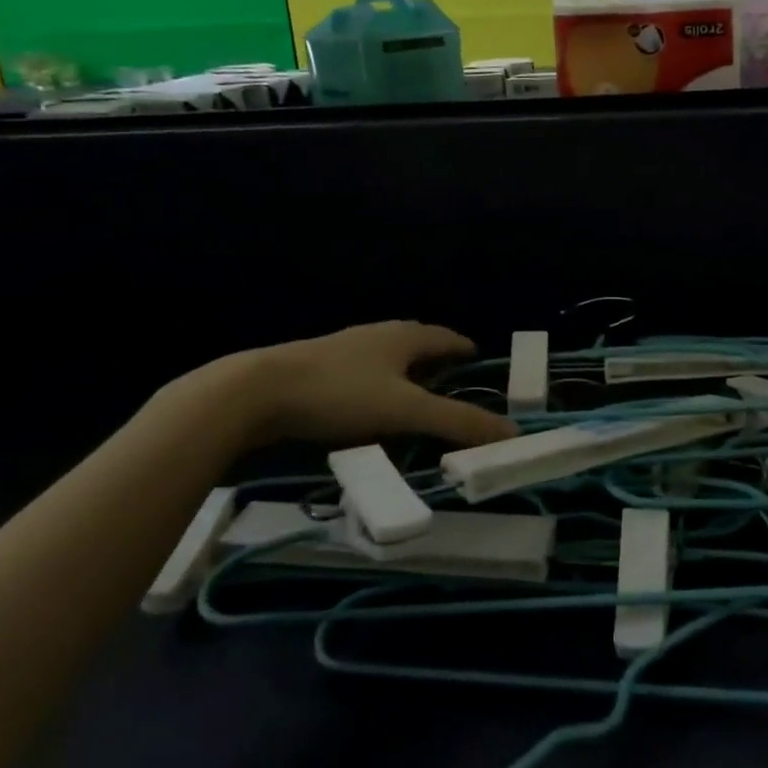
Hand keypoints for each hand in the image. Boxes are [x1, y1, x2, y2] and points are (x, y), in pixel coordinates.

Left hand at [192, 321, 518, 448]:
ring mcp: (342, 347)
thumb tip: (512, 433)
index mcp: (403, 336)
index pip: (446, 336)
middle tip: (451, 383)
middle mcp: (376, 334)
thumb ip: (458, 423)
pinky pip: (360, 370)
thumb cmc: (340, 394)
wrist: (255, 392)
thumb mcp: (405, 411)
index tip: (478, 362)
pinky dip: (376, 383)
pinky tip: (367, 405)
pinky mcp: (315, 365)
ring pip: (385, 355)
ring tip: (413, 395)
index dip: (464, 349)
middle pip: (416, 341)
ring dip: (404, 371)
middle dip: (436, 359)